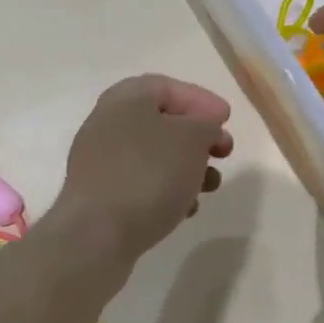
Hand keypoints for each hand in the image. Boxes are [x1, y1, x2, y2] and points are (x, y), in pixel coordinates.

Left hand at [48, 75, 233, 264]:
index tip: (227, 119)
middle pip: (161, 121)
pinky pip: (142, 184)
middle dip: (198, 137)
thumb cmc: (148, 174)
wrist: (96, 236)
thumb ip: (206, 125)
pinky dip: (167, 190)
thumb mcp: (192, 139)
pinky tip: (185, 209)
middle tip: (224, 151)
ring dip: (187, 166)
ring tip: (210, 186)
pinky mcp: (101, 196)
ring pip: (154, 155)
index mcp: (125, 99)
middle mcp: (108, 124)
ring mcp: (100, 162)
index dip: (200, 99)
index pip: (167, 86)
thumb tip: (204, 129)